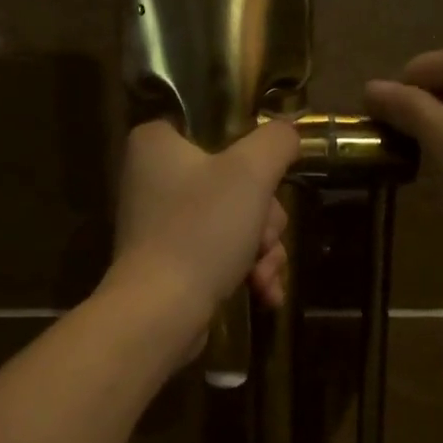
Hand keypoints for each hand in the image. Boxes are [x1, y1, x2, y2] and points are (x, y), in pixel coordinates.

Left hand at [107, 119, 299, 346]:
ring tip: (264, 276)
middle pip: (236, 184)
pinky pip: (222, 255)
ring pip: (237, 223)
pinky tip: (265, 293)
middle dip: (265, 220)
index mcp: (157, 144)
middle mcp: (154, 179)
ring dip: (263, 250)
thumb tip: (288, 132)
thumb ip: (276, 142)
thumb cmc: (201, 230)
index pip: (216, 130)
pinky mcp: (173, 264)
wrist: (161, 312)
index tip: (268, 183)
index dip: (252, 158)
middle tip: (263, 238)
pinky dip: (247, 272)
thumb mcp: (250, 172)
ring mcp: (163, 225)